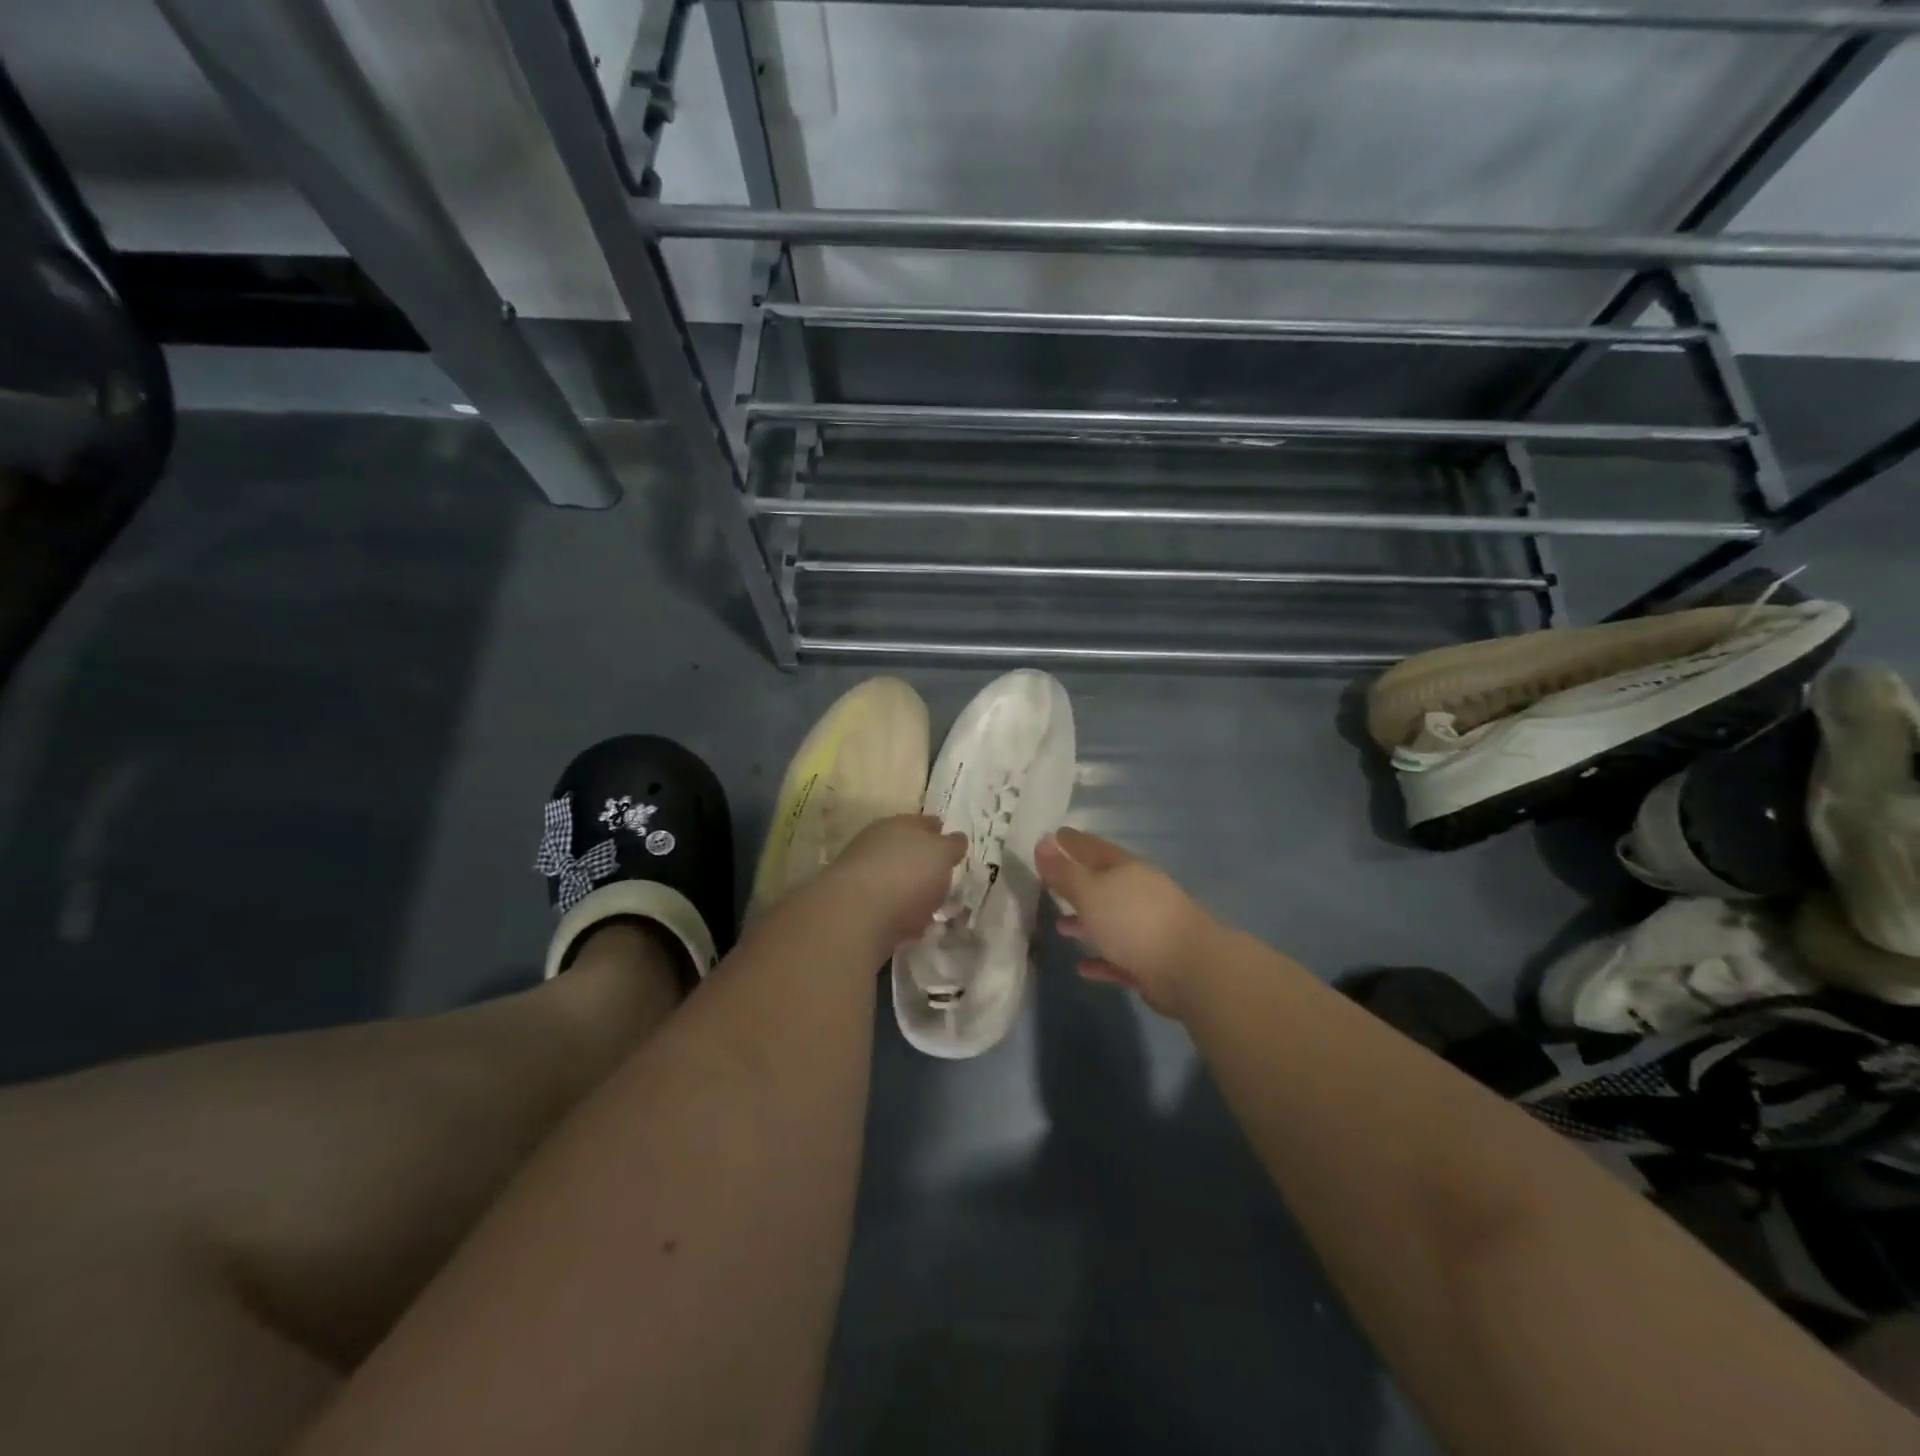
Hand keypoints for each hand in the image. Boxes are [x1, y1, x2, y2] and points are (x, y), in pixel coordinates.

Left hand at [818, 814, 965, 951]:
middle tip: (944, 882)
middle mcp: (877, 845)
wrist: (855, 915)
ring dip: (911, 893)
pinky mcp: (856, 907)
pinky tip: (911, 930)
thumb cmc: (906, 875)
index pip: (924, 823)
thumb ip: (951, 846)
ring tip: (931, 910)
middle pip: (907, 852)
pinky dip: (899, 916)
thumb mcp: (941, 854)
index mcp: (898, 824)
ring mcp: (863, 876)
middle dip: (925, 865)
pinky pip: (887, 909)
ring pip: (896, 881)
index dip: (940, 832)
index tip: (954, 847)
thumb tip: (957, 838)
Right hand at [1035, 828, 1217, 1019]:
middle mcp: (1138, 893)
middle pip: (1102, 883)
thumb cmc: (1133, 921)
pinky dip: (1100, 959)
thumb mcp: (1090, 892)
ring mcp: (1147, 928)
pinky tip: (1082, 967)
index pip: (1093, 848)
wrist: (1190, 968)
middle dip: (1077, 883)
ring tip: (1060, 926)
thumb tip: (1041, 841)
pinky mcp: (1151, 961)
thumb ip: (1063, 871)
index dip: (1072, 842)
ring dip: (1085, 923)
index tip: (1054, 836)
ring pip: (1109, 920)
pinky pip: (1118, 957)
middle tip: (1050, 882)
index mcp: (1125, 869)